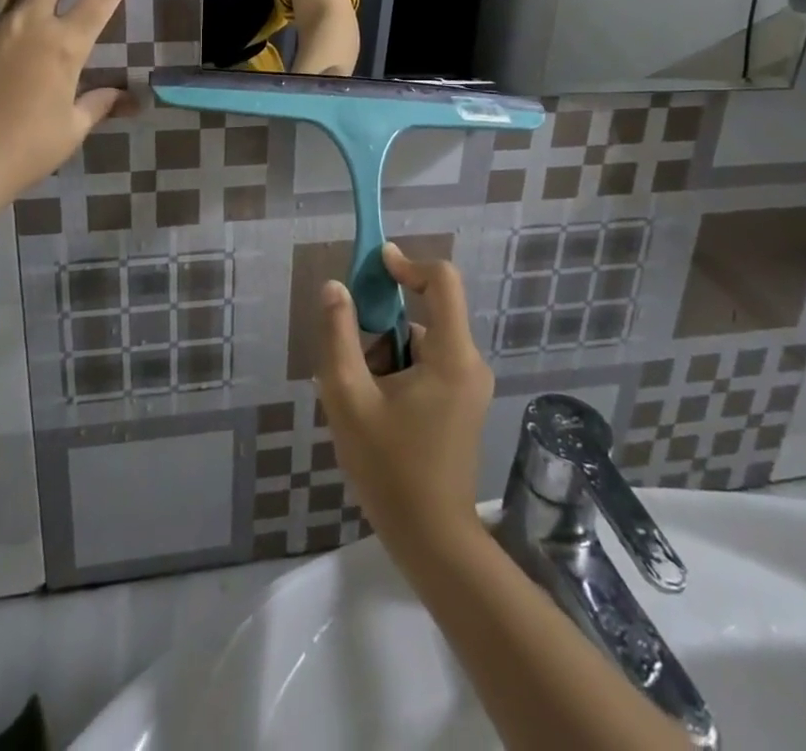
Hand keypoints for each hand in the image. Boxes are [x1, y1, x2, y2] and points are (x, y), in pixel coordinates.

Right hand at [316, 244, 493, 554]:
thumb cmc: (390, 469)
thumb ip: (338, 336)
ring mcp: (469, 386)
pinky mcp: (463, 405)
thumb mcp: (348, 398)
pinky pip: (427, 367)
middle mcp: (469, 362)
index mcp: (452, 355)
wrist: (433, 542)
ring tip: (360, 403)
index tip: (373, 266)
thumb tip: (335, 287)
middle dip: (380, 331)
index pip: (441, 280)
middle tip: (350, 370)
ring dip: (385, 358)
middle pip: (423, 316)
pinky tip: (377, 416)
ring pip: (420, 344)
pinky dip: (398, 375)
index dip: (408, 264)